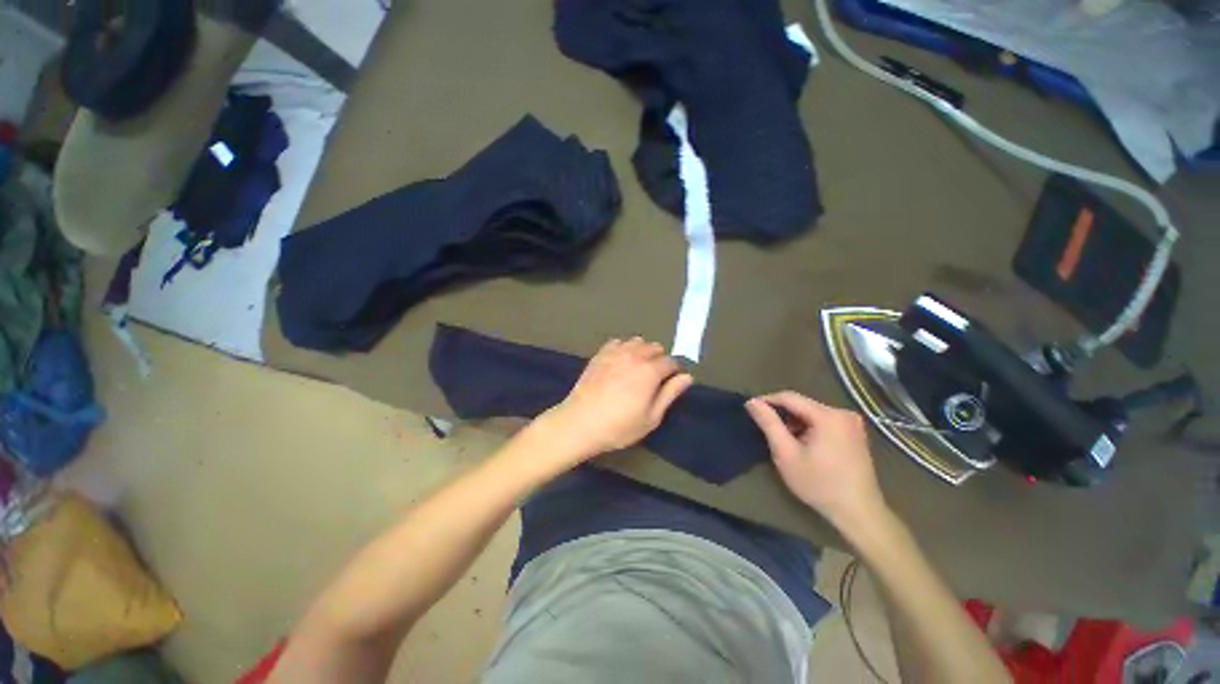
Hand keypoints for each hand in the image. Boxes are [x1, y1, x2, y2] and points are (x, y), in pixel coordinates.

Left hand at [538, 337, 693, 459]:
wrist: (580, 422)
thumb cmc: (619, 426)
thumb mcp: (651, 417)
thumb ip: (670, 394)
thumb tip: (687, 377)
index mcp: (650, 371)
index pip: (671, 361)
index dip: (674, 371)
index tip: (670, 382)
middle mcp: (635, 355)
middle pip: (656, 347)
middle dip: (659, 359)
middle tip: (653, 378)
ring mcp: (615, 352)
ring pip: (638, 341)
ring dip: (642, 351)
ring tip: (637, 368)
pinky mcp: (600, 354)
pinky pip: (618, 342)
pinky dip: (624, 348)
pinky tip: (619, 362)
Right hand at [745, 391, 887, 530]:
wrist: (859, 514)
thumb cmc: (819, 484)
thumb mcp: (786, 454)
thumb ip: (769, 424)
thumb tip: (752, 402)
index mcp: (828, 415)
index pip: (789, 397)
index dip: (767, 401)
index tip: (750, 410)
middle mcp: (843, 413)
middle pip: (802, 405)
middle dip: (782, 415)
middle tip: (766, 430)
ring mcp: (852, 424)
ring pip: (812, 413)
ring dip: (795, 423)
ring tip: (782, 440)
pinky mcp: (855, 434)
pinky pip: (824, 422)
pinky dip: (809, 429)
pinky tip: (802, 445)